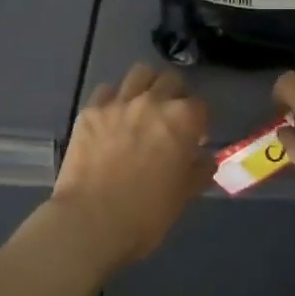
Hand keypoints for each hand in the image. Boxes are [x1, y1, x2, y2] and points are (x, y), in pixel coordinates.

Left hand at [52, 63, 210, 268]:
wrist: (92, 221)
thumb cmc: (147, 214)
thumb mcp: (184, 195)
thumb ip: (199, 170)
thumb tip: (204, 158)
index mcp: (183, 119)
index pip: (200, 106)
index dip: (199, 121)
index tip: (195, 137)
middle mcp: (153, 101)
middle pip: (171, 80)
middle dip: (175, 94)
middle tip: (170, 117)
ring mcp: (119, 103)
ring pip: (139, 74)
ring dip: (146, 86)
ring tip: (142, 107)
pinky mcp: (90, 111)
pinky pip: (106, 91)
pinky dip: (113, 99)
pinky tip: (112, 117)